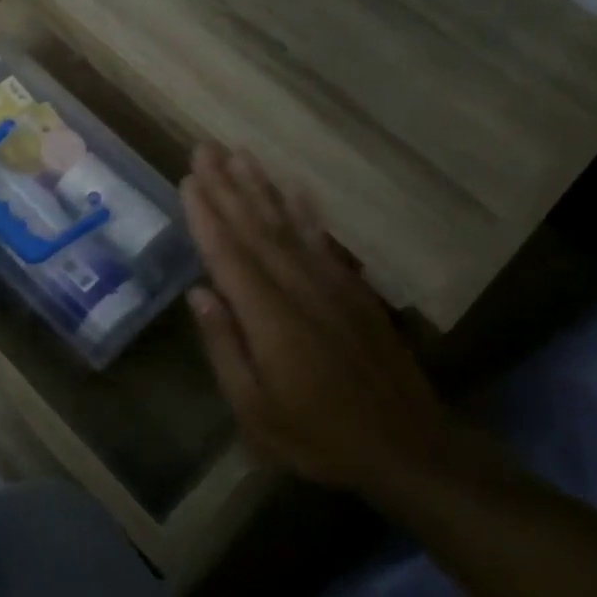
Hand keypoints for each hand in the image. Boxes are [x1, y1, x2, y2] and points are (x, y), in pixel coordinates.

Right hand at [181, 143, 445, 490]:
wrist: (408, 448)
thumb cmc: (318, 436)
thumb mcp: (255, 410)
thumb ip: (225, 347)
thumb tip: (199, 293)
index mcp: (270, 319)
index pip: (229, 255)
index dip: (207, 215)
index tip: (188, 178)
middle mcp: (300, 289)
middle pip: (257, 228)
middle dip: (227, 186)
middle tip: (205, 148)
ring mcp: (331, 286)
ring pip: (289, 225)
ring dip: (261, 187)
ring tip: (239, 154)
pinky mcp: (353, 291)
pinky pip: (323, 240)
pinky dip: (306, 210)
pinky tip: (295, 188)